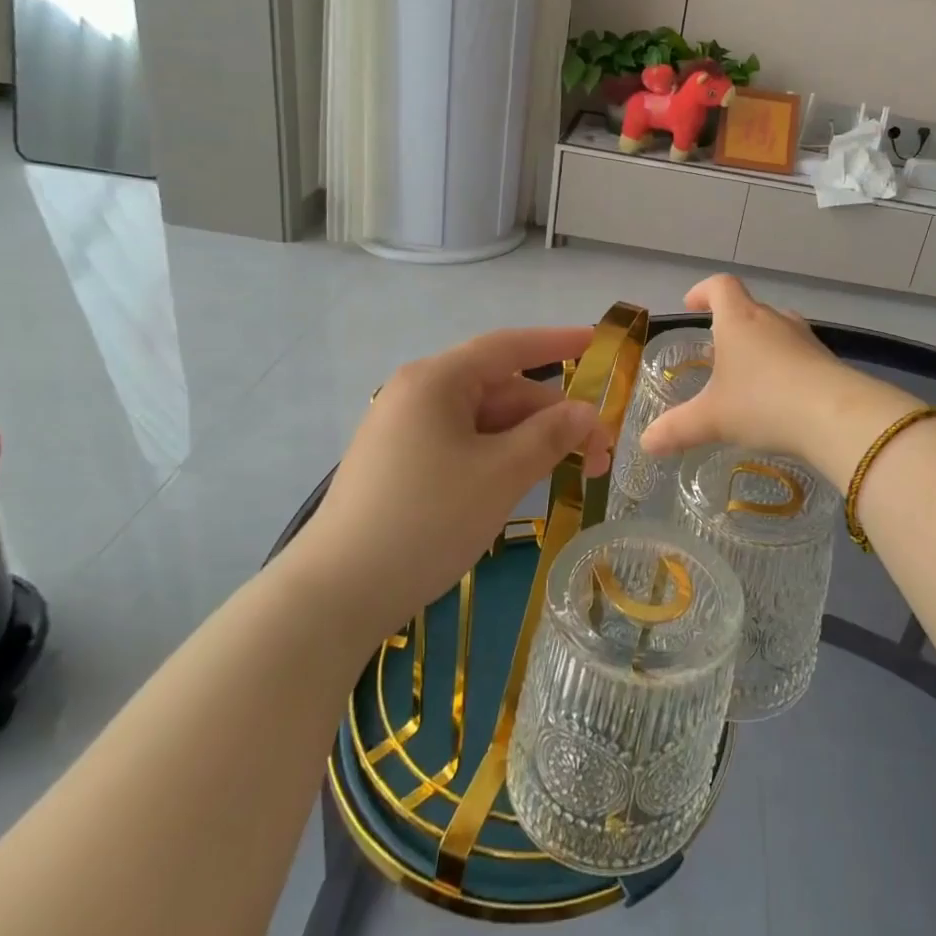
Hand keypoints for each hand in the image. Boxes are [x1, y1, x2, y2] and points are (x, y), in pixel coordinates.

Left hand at [295, 327, 611, 618]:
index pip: (509, 347)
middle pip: (502, 389)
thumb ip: (550, 435)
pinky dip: (501, 457)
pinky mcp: (402, 465)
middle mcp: (419, 394)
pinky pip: (464, 445)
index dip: (558, 342)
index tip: (598, 340)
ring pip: (485, 421)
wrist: (335, 595)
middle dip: (554, 416)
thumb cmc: (426, 520)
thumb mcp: (501, 475)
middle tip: (600, 454)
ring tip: (572, 473)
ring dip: (531, 441)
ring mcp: (406, 431)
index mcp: (437, 380)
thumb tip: (585, 412)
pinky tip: (524, 482)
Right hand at [638, 276, 917, 474]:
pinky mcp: (826, 360)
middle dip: (730, 325)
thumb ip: (677, 429)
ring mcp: (804, 338)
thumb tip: (646, 443)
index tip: (692, 305)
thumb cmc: (763, 403)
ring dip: (760, 345)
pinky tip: (780, 397)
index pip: (720, 286)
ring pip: (776, 330)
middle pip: (749, 307)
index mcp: (739, 320)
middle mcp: (773, 320)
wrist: (834, 416)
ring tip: (747, 376)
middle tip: (717, 352)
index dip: (704, 291)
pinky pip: (798, 354)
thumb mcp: (712, 419)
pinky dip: (784, 367)